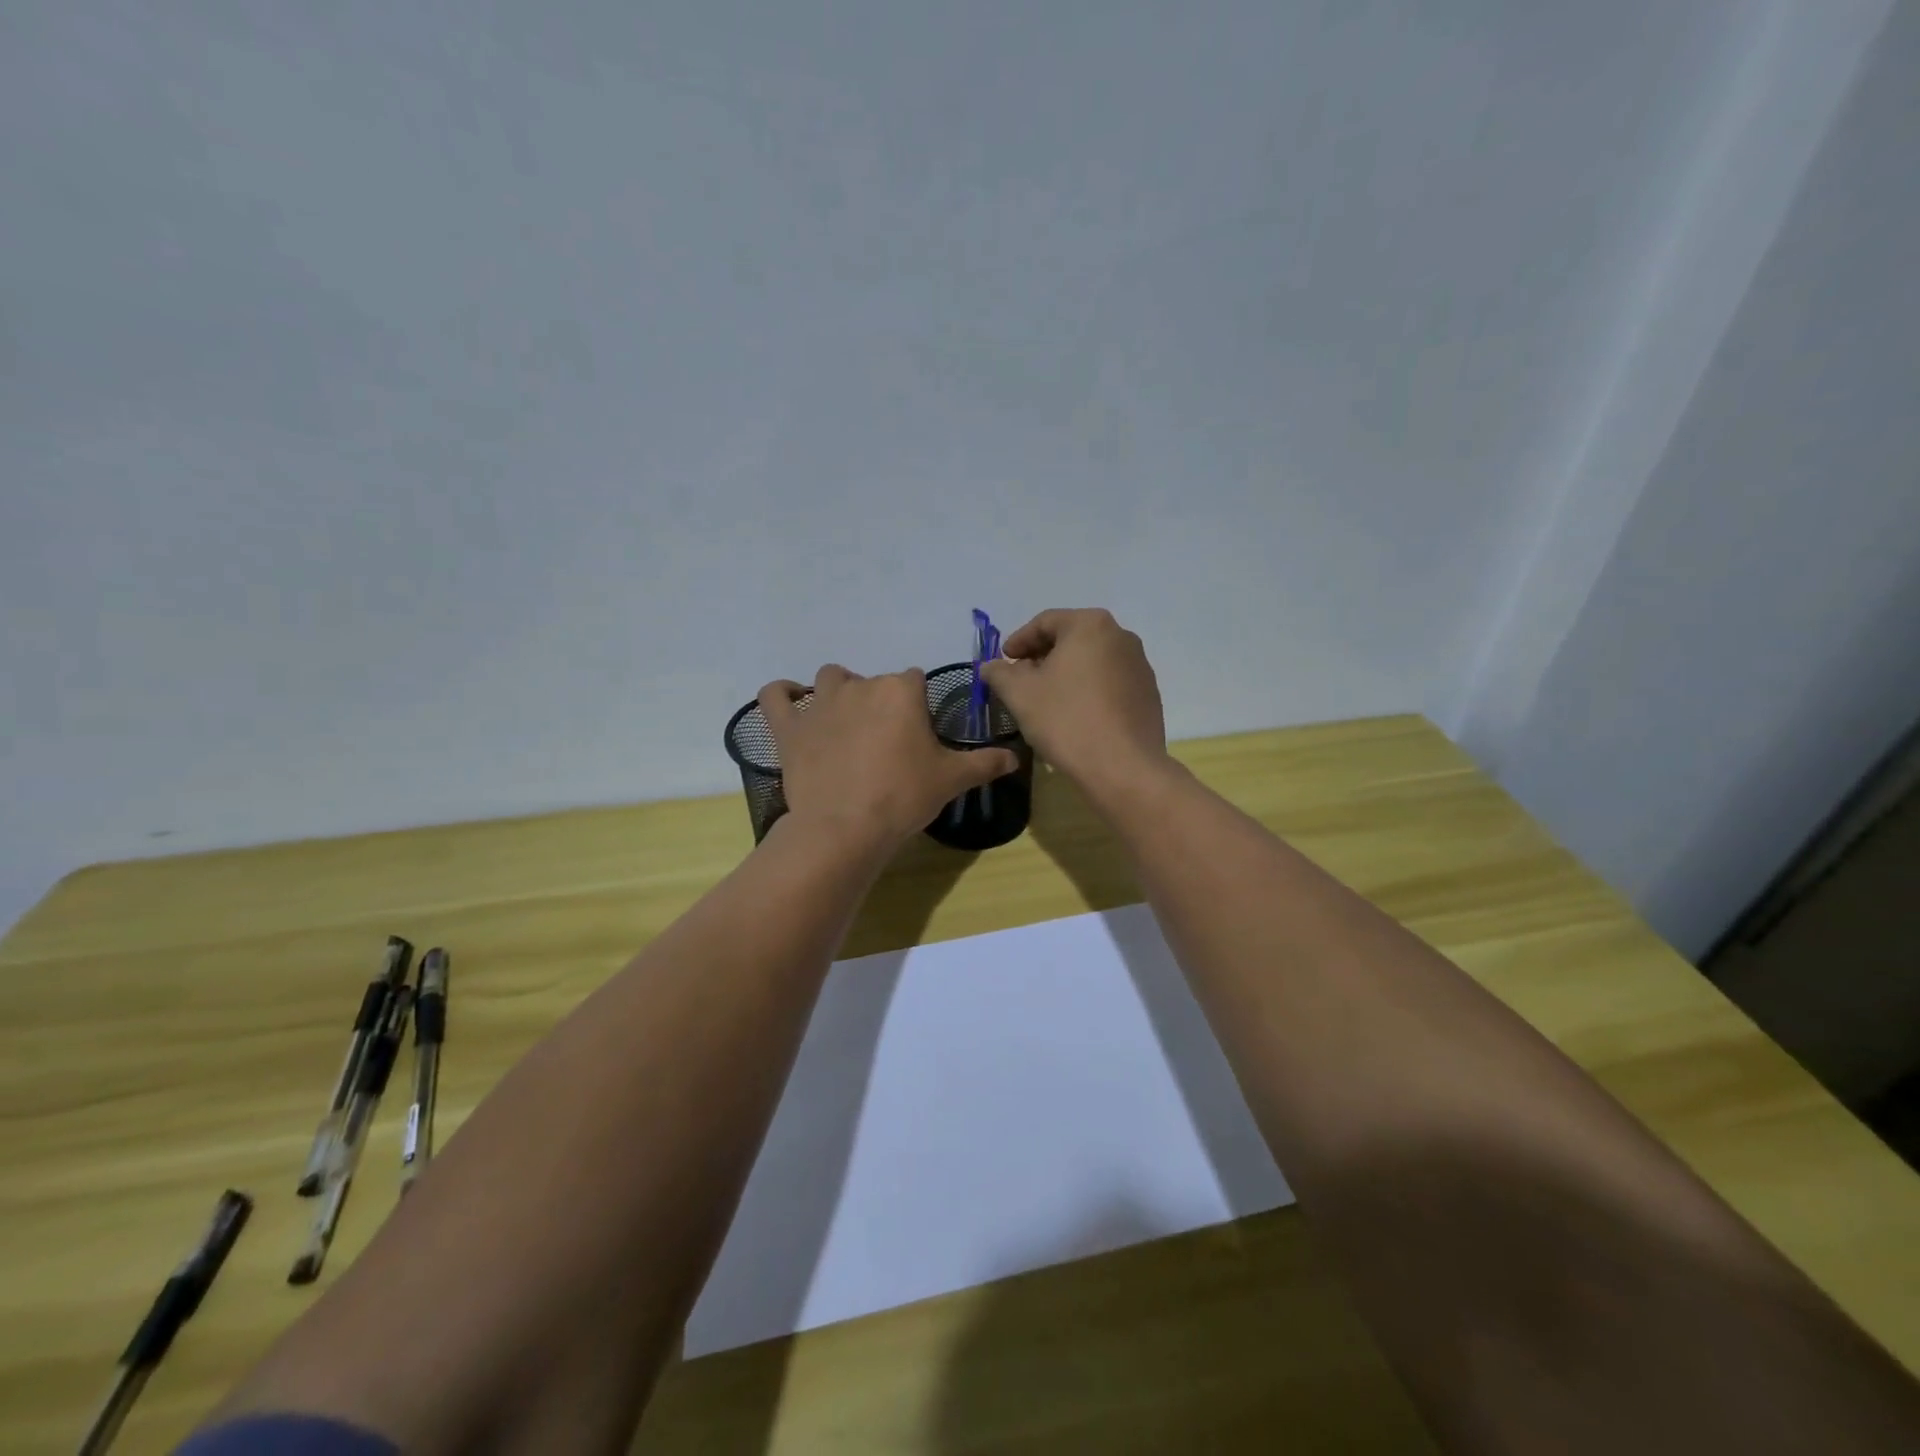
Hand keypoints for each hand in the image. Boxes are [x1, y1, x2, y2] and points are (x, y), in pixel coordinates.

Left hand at [758, 665, 1021, 850]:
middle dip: (880, 702)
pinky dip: (781, 693)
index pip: (913, 680)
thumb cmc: (903, 797)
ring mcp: (820, 704)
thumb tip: (1014, 759)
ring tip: (845, 721)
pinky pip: (775, 695)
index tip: (918, 733)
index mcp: (900, 691)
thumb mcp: (952, 780)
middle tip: (886, 741)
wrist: (846, 827)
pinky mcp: (788, 726)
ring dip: (838, 691)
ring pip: (829, 678)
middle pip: (873, 680)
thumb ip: (985, 763)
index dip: (917, 704)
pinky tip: (791, 700)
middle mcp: (860, 686)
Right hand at [981, 609, 1168, 796]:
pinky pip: (1109, 682)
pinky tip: (1075, 714)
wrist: (1123, 767)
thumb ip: (999, 673)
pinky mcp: (1148, 694)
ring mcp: (1139, 665)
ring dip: (1065, 674)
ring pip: (1092, 661)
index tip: (1003, 661)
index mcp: (1090, 625)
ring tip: (1046, 699)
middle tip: (1021, 680)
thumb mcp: (1019, 694)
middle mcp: (1121, 636)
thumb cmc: (1066, 720)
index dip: (1018, 641)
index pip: (1045, 622)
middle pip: (1071, 638)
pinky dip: (1088, 689)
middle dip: (1042, 657)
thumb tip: (991, 666)